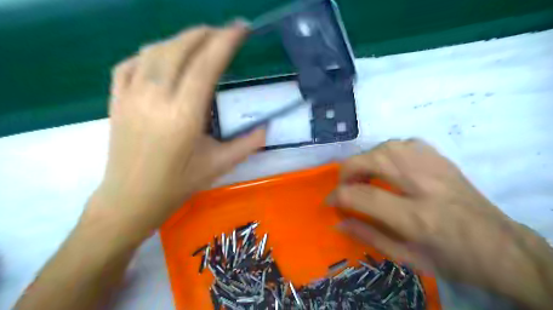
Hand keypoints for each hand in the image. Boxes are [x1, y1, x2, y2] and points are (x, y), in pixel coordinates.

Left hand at [86, 22, 264, 234]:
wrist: (131, 199)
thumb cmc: (178, 184)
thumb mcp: (219, 165)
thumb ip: (247, 144)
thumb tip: (267, 128)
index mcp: (184, 114)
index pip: (207, 64)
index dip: (226, 41)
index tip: (241, 28)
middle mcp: (155, 97)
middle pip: (180, 48)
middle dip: (205, 33)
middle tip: (225, 33)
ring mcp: (131, 95)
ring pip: (155, 51)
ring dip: (181, 39)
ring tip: (199, 41)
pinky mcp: (117, 99)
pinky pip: (131, 63)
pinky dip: (151, 53)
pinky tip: (164, 58)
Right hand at [332, 139, 552, 306]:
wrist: (503, 249)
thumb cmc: (453, 260)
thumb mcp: (408, 258)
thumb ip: (369, 236)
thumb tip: (339, 221)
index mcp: (416, 218)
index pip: (363, 196)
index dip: (338, 196)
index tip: (330, 201)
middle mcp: (425, 186)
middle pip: (374, 160)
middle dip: (348, 170)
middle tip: (344, 184)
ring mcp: (437, 169)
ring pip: (389, 146)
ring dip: (367, 158)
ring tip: (363, 174)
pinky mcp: (443, 161)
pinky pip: (407, 143)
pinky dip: (388, 151)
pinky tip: (387, 165)